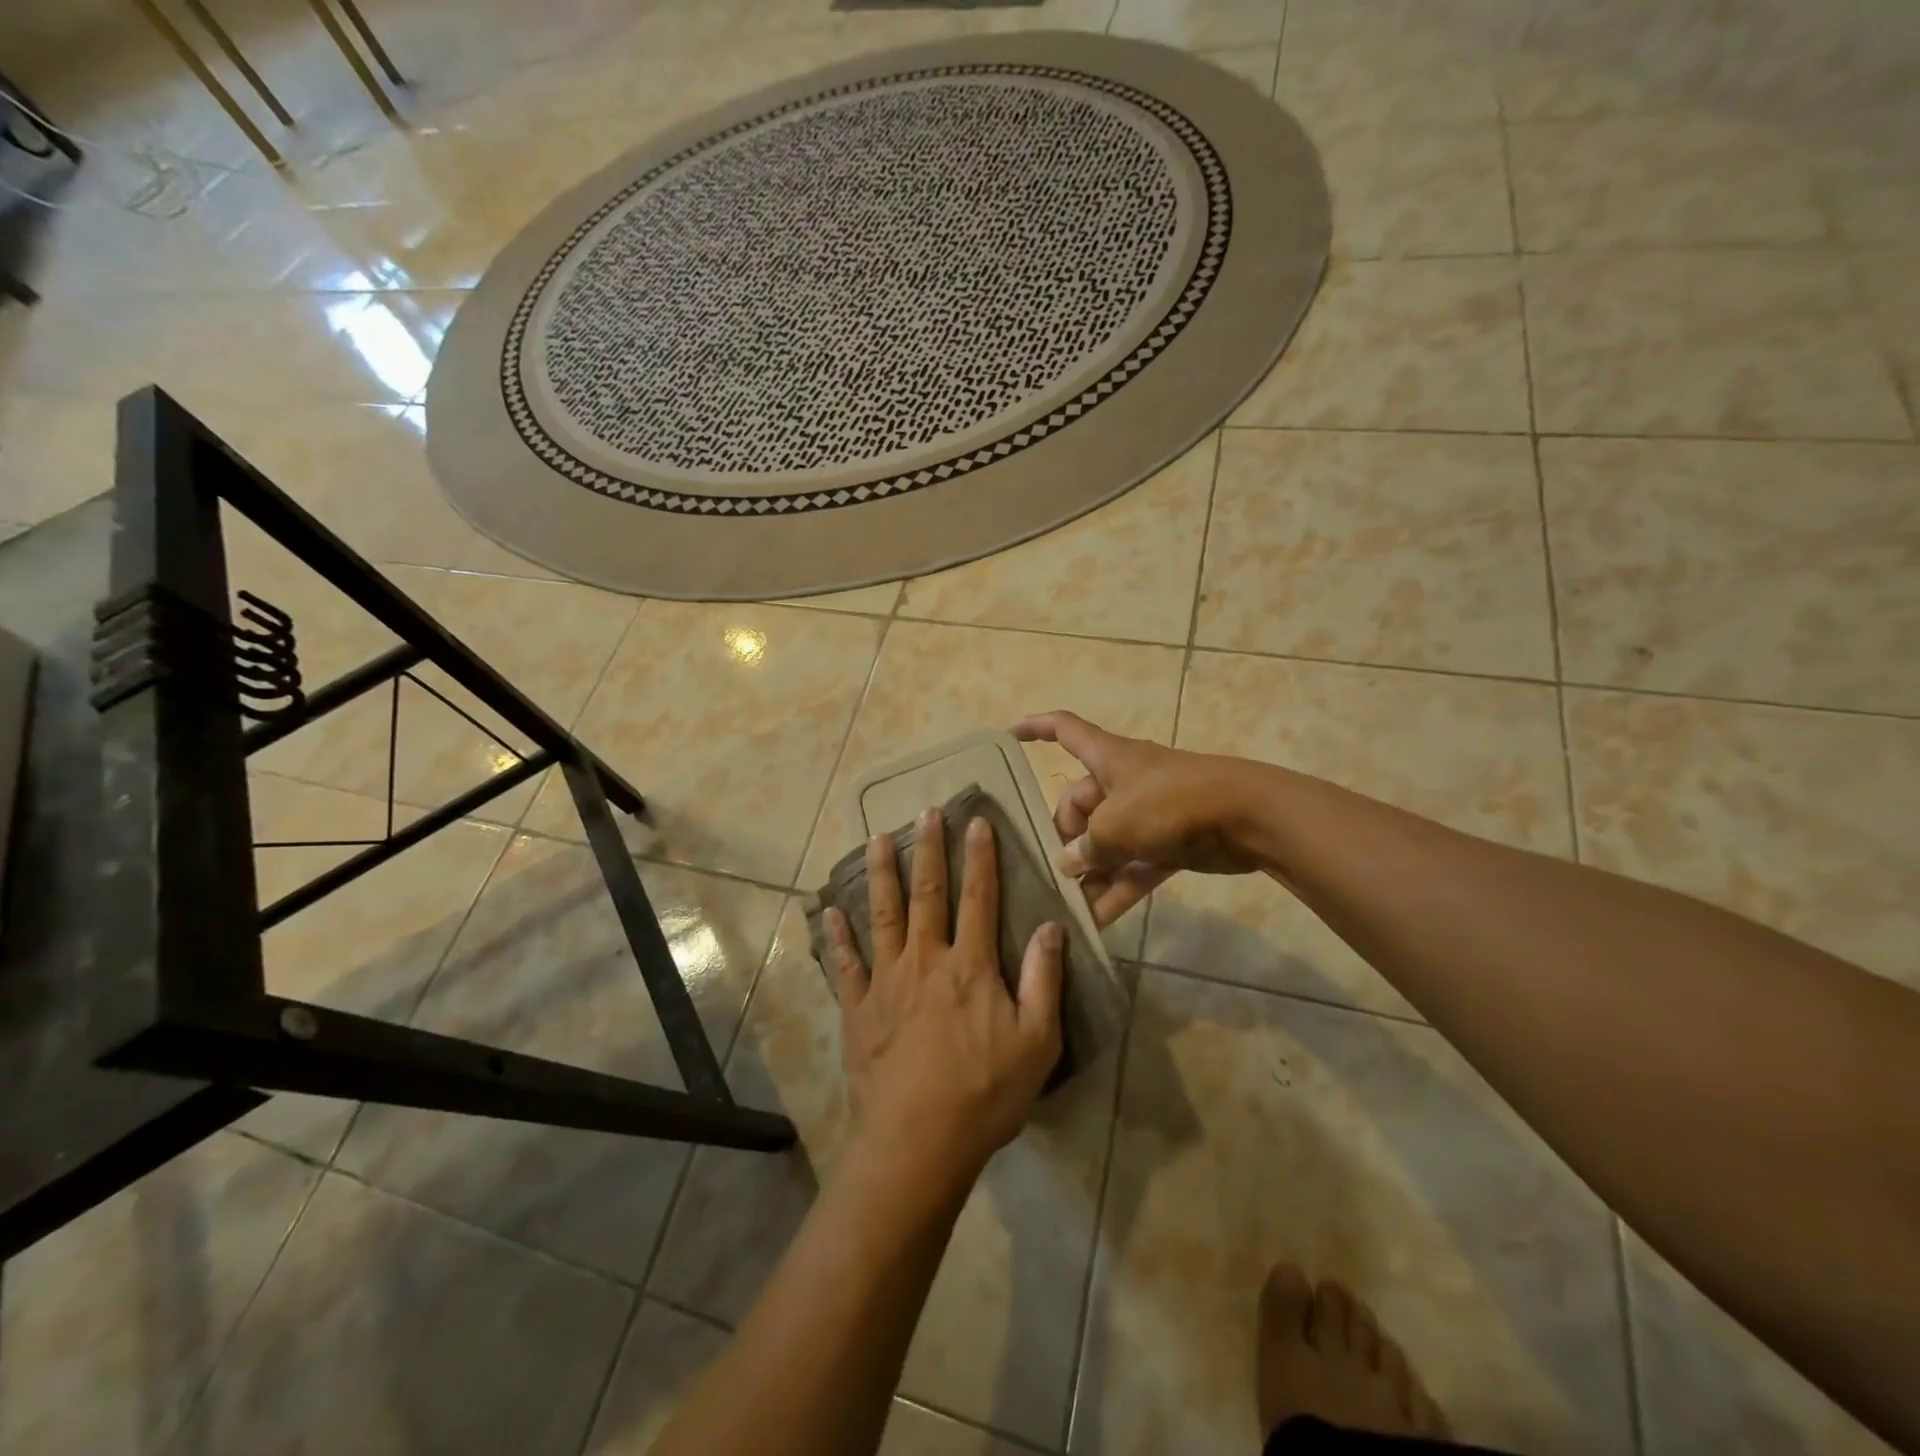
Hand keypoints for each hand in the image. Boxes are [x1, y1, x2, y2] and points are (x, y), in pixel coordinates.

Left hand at [824, 809, 1064, 1188]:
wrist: (917, 1142)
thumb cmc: (985, 1093)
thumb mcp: (1037, 1041)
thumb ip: (1044, 980)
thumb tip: (1050, 926)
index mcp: (970, 966)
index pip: (979, 898)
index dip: (979, 857)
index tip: (976, 821)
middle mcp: (925, 960)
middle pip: (927, 894)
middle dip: (928, 849)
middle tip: (925, 811)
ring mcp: (886, 982)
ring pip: (882, 915)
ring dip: (880, 874)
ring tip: (876, 838)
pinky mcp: (859, 1009)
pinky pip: (846, 964)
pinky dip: (837, 936)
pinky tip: (827, 911)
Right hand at [1013, 710, 1264, 925]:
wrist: (1248, 817)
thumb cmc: (1171, 803)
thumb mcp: (1116, 824)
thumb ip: (1086, 847)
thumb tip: (1069, 864)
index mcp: (1108, 758)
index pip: (1064, 730)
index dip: (1035, 728)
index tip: (1009, 736)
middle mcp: (1124, 782)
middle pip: (1080, 804)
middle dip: (1067, 838)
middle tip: (1059, 872)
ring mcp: (1148, 813)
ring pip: (1107, 842)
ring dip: (1091, 872)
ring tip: (1069, 905)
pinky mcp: (1169, 843)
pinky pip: (1133, 866)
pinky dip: (1118, 889)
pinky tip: (1098, 921)